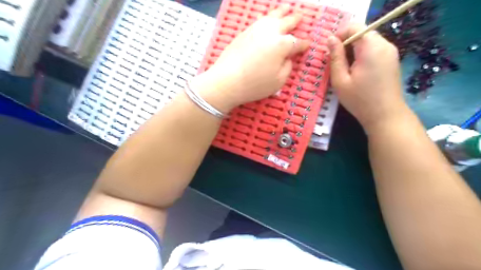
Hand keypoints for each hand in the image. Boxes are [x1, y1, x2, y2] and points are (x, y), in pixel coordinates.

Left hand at [194, 5, 307, 112]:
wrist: (227, 80)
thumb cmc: (255, 84)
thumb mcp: (278, 81)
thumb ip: (287, 67)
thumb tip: (287, 58)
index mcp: (282, 45)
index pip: (297, 43)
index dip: (304, 44)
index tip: (308, 44)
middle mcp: (271, 32)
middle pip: (286, 22)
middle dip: (295, 20)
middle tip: (300, 18)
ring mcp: (256, 30)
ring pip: (272, 16)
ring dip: (281, 12)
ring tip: (286, 9)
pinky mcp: (244, 32)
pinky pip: (259, 20)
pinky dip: (267, 17)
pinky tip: (267, 19)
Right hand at [327, 24, 404, 131]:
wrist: (385, 115)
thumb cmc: (359, 100)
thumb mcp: (340, 80)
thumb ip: (335, 57)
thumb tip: (330, 39)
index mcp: (371, 48)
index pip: (355, 26)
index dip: (340, 34)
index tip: (330, 50)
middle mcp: (384, 45)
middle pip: (362, 33)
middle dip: (346, 43)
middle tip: (335, 61)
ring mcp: (391, 52)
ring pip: (368, 41)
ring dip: (354, 50)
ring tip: (345, 68)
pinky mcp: (392, 60)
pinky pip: (375, 49)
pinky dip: (363, 54)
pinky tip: (357, 71)